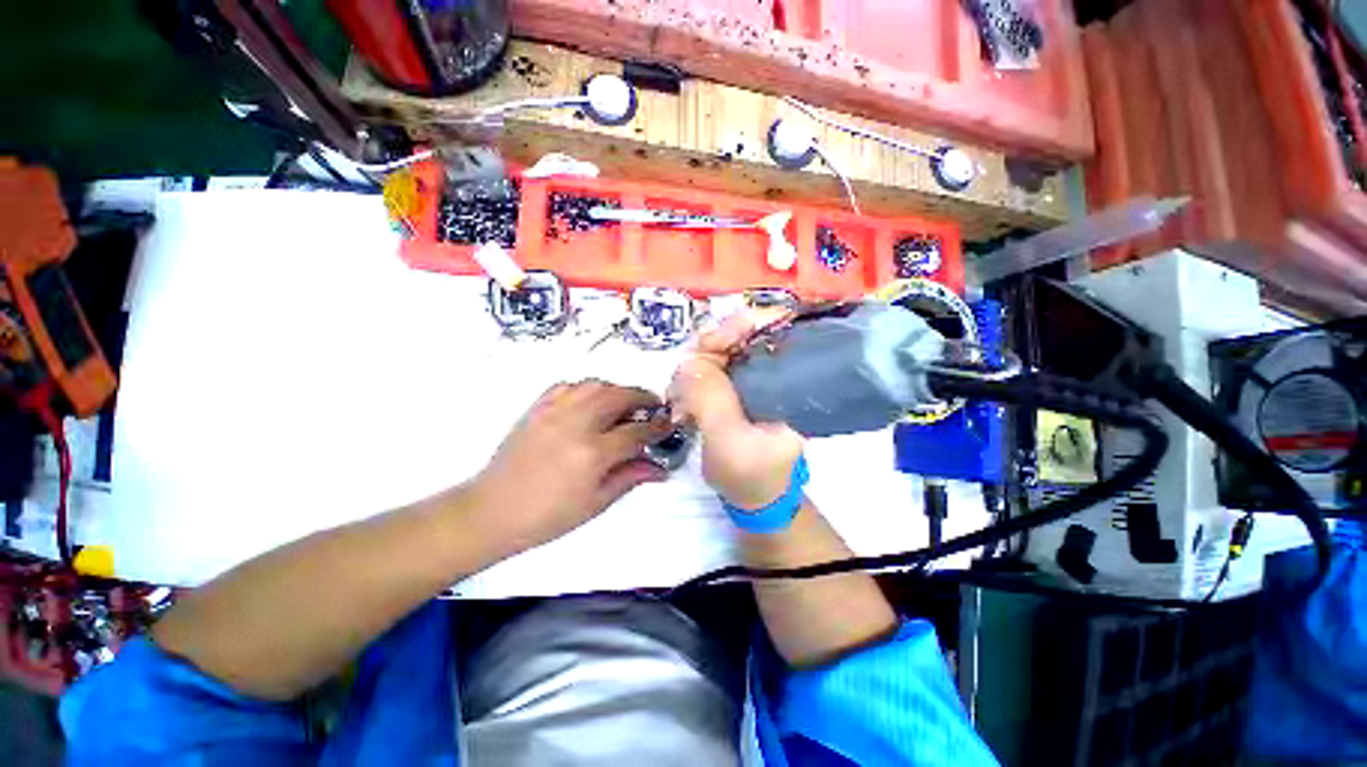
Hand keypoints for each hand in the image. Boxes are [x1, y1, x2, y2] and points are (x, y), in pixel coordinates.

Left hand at [469, 380, 670, 556]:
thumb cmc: (548, 516)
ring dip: (617, 389)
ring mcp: (554, 412)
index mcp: (593, 453)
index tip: (669, 425)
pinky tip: (590, 401)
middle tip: (652, 407)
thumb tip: (660, 469)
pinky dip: (586, 388)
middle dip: (643, 397)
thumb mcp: (596, 503)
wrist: (492, 511)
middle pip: (619, 396)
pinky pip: (567, 385)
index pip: (636, 432)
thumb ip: (630, 478)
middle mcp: (576, 424)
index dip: (658, 427)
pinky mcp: (537, 408)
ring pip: (595, 385)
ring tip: (624, 403)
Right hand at [669, 310, 804, 508]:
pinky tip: (682, 401)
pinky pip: (710, 368)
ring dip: (695, 369)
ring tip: (681, 399)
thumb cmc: (751, 475)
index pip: (773, 329)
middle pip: (740, 333)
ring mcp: (755, 376)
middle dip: (708, 351)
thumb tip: (689, 361)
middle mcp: (776, 371)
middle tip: (685, 380)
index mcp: (791, 381)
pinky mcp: (737, 386)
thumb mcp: (729, 440)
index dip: (741, 325)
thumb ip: (711, 399)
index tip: (711, 344)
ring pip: (720, 349)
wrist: (754, 498)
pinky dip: (692, 380)